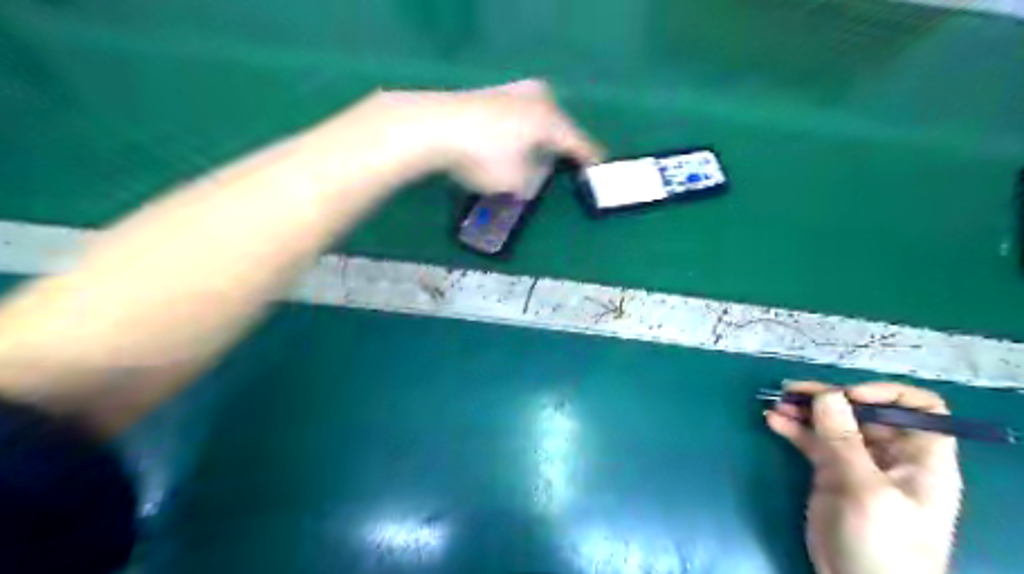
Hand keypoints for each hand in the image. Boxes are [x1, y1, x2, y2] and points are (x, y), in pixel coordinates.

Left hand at [360, 78, 600, 195]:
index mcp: (551, 121)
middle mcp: (538, 99)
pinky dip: (519, 129)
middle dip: (562, 144)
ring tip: (537, 152)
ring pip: (538, 116)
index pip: (579, 143)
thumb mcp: (515, 182)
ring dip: (539, 135)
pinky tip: (511, 140)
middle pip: (560, 125)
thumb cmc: (483, 156)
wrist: (434, 125)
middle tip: (565, 161)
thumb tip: (533, 172)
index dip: (589, 158)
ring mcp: (513, 91)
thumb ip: (532, 180)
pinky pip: (518, 114)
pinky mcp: (491, 92)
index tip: (600, 167)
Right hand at [767, 382, 960, 573]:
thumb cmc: (882, 542)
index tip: (848, 396)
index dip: (886, 395)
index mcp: (919, 458)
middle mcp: (889, 454)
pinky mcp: (829, 473)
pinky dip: (793, 428)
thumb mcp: (866, 490)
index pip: (919, 409)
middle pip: (863, 410)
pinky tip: (772, 420)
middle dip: (828, 397)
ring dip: (804, 409)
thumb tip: (827, 393)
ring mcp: (856, 463)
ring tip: (777, 402)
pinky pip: (811, 441)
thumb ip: (844, 440)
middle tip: (792, 391)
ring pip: (832, 423)